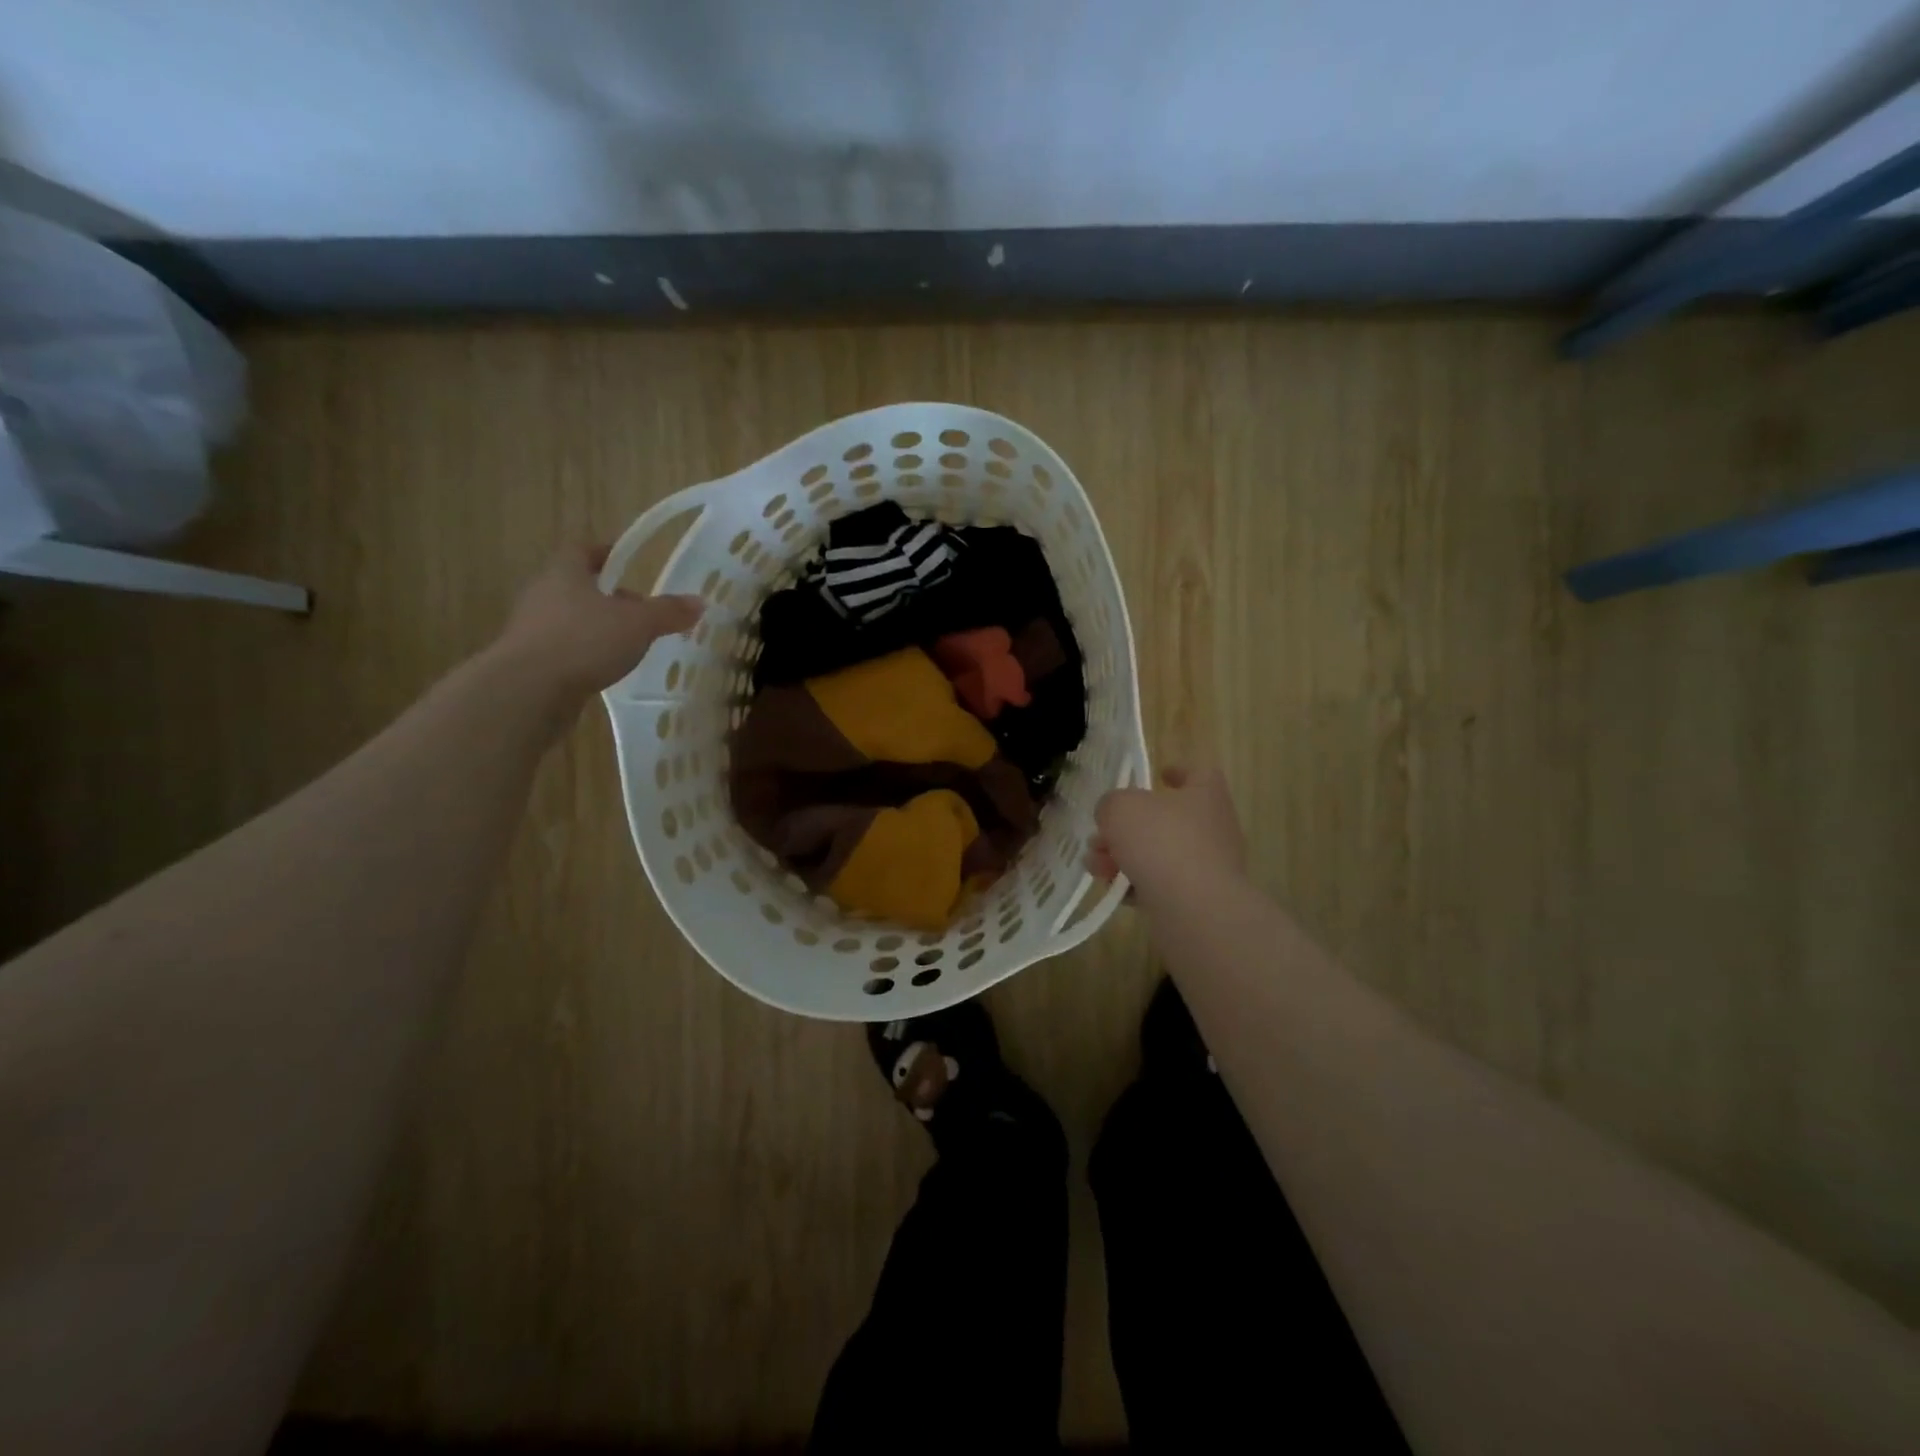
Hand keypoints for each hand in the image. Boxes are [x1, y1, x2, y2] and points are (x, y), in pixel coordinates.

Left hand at [496, 545, 703, 696]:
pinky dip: (585, 652)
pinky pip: (564, 647)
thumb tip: (700, 602)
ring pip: (570, 618)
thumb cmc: (584, 640)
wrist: (528, 689)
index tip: (626, 560)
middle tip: (638, 608)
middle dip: (607, 595)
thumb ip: (668, 612)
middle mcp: (543, 594)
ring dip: (596, 626)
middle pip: (577, 585)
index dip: (606, 553)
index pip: (583, 551)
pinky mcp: (530, 661)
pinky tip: (606, 668)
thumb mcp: (638, 624)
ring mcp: (532, 628)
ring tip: (628, 642)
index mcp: (565, 573)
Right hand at [1090, 766, 1247, 895]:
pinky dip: (1136, 885)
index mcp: (1205, 796)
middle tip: (1099, 836)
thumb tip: (1113, 816)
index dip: (1179, 770)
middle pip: (1167, 819)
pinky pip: (1162, 885)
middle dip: (1128, 827)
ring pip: (1159, 854)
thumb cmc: (1162, 843)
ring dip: (1124, 857)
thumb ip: (1111, 804)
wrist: (1195, 910)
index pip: (1200, 773)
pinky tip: (1113, 891)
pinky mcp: (1198, 900)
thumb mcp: (1121, 808)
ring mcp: (1208, 867)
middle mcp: (1213, 829)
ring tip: (1094, 865)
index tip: (1159, 774)